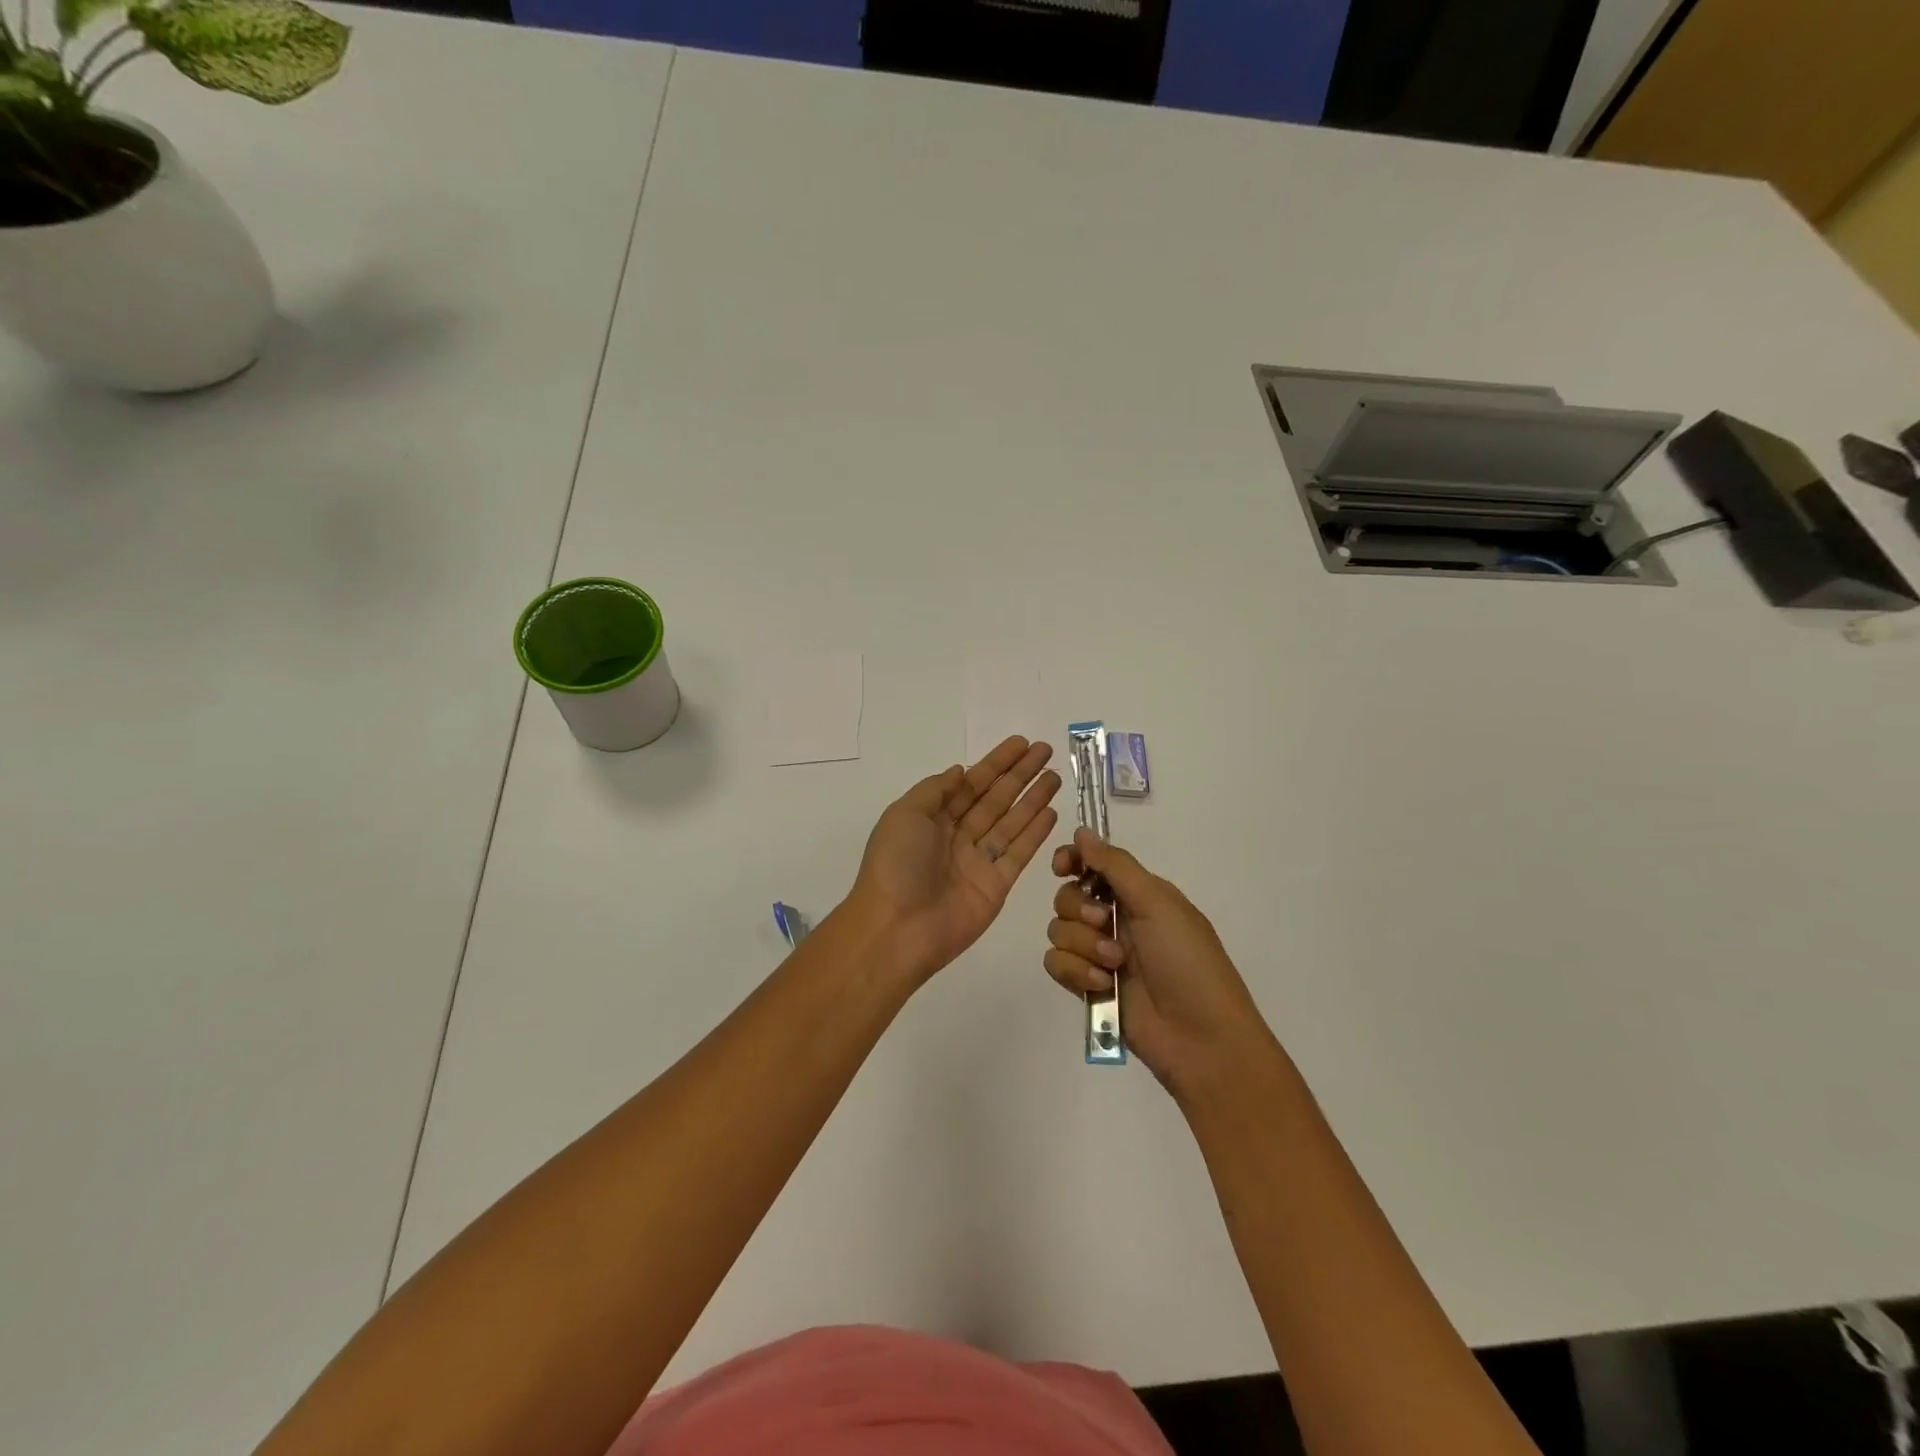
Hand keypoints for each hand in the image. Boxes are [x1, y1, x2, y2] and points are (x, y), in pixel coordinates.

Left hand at [850, 736, 1061, 984]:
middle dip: (1020, 774)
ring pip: (1011, 822)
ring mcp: (978, 861)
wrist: (897, 929)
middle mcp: (957, 836)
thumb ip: (935, 790)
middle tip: (1046, 751)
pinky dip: (1035, 833)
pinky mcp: (996, 885)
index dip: (996, 763)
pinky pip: (1019, 853)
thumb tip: (960, 771)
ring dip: (1033, 798)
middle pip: (995, 798)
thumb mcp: (904, 814)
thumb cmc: (895, 865)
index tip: (1021, 743)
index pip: (971, 783)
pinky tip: (1051, 811)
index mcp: (932, 818)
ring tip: (1055, 777)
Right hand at [1045, 829, 1275, 1103]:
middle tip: (1104, 923)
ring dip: (1083, 946)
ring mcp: (1100, 954)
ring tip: (1114, 965)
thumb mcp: (1158, 903)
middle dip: (1080, 909)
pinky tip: (1101, 985)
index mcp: (1138, 894)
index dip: (1072, 861)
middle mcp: (1116, 920)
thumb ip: (1115, 866)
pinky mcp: (1088, 987)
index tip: (1062, 868)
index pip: (1092, 865)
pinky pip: (1056, 964)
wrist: (1201, 1037)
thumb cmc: (1188, 961)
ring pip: (1058, 931)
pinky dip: (1075, 972)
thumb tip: (1081, 831)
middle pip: (1067, 897)